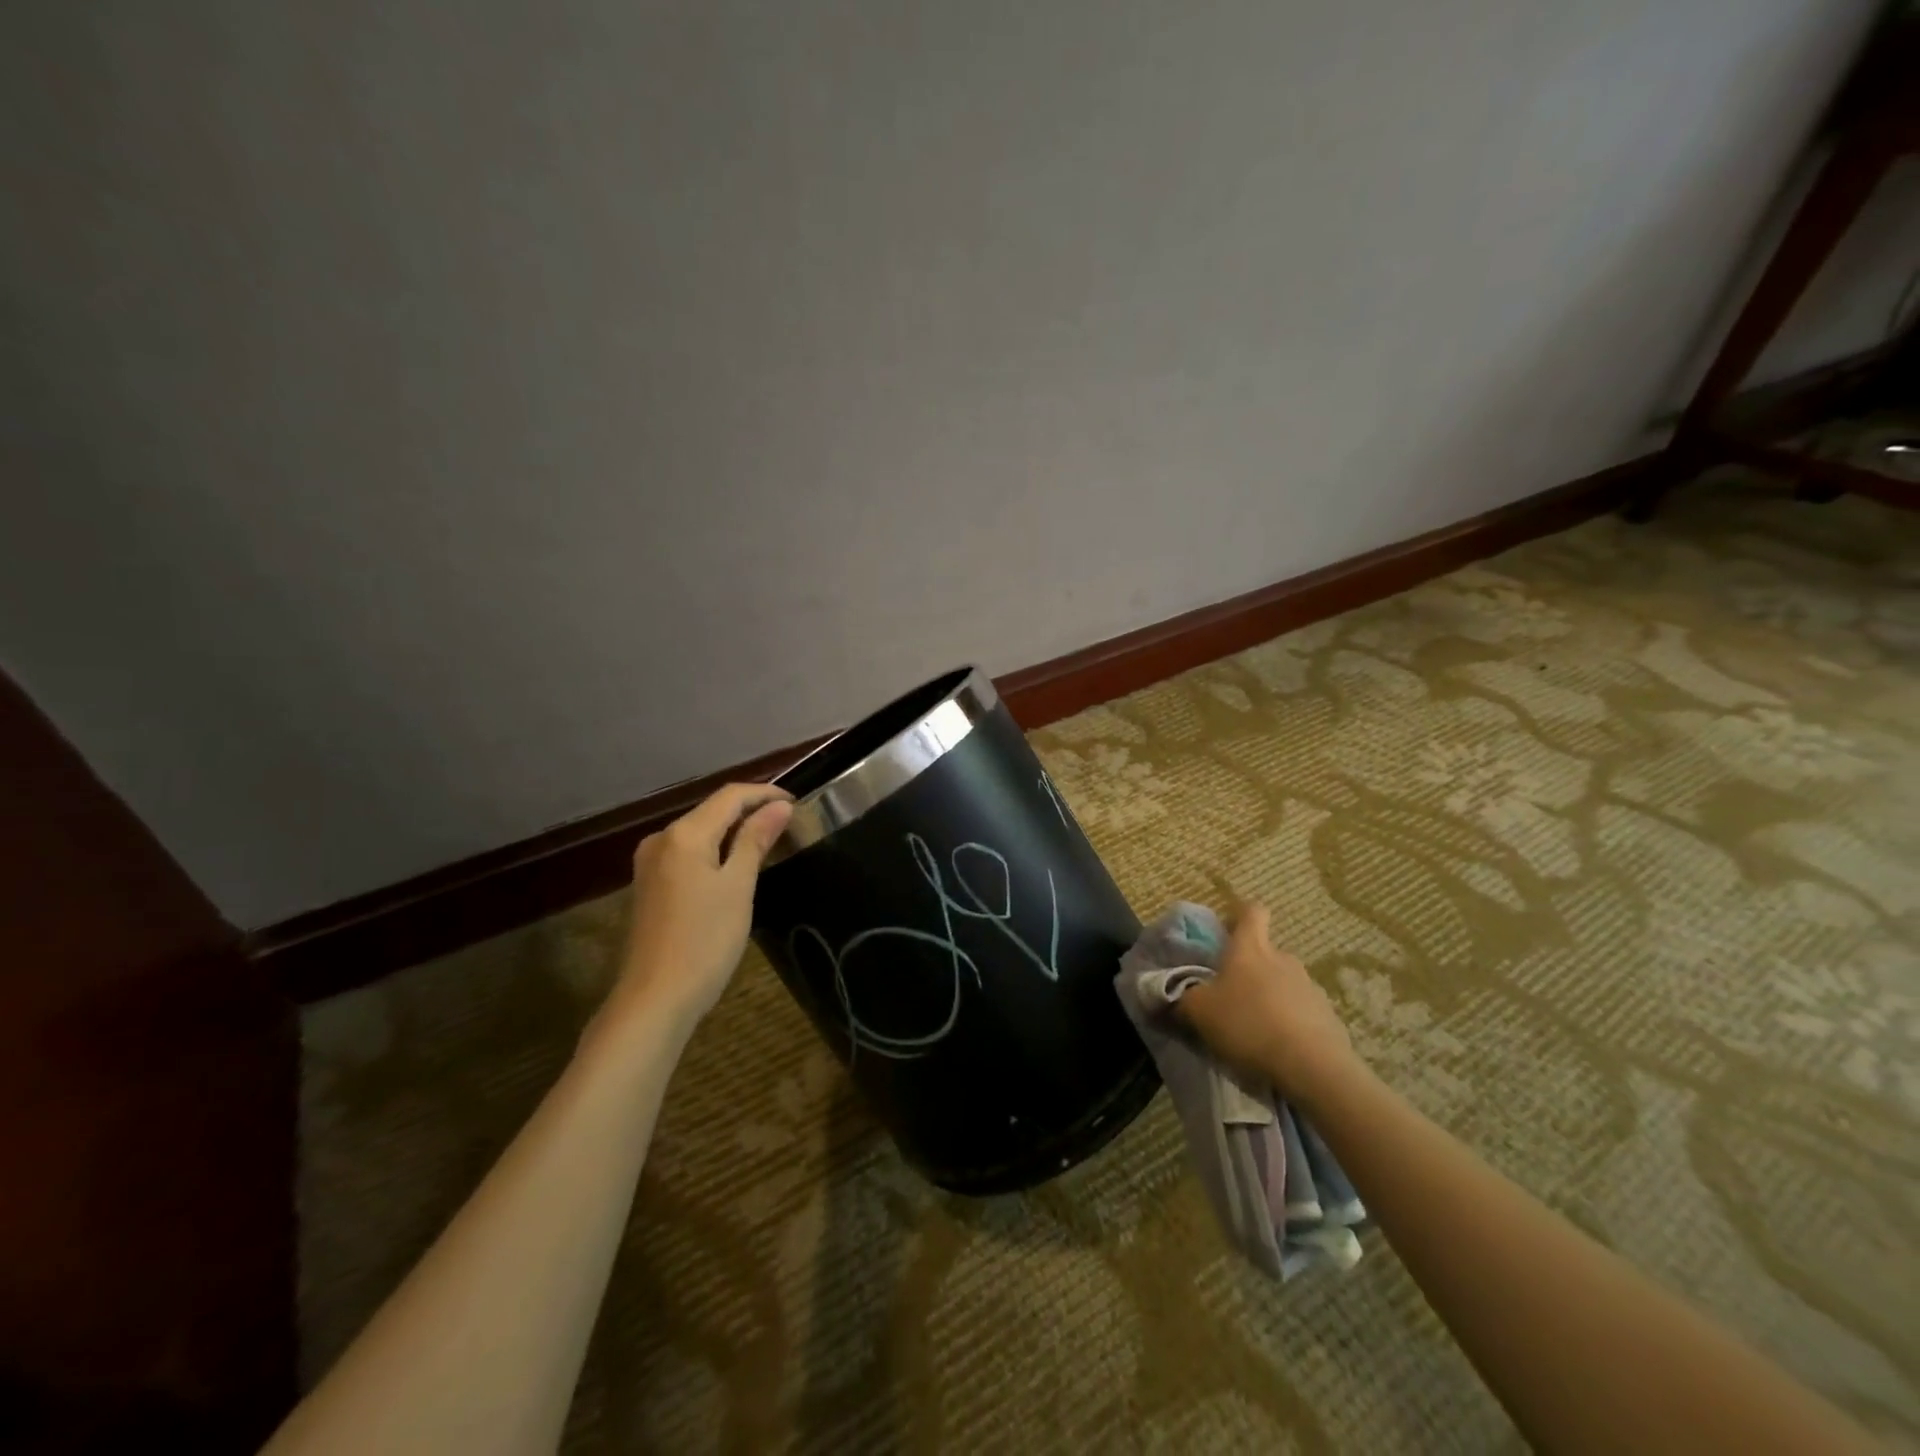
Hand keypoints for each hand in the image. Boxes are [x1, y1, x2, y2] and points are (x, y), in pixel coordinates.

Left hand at [610, 782, 793, 1034]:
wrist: (655, 999)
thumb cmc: (705, 940)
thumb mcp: (738, 887)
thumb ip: (756, 840)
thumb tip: (779, 806)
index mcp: (684, 834)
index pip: (730, 795)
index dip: (765, 793)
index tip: (797, 802)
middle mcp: (661, 839)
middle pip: (712, 810)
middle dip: (750, 810)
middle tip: (788, 822)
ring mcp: (651, 862)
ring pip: (700, 831)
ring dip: (733, 830)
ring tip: (769, 840)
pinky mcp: (650, 884)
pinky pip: (689, 852)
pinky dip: (715, 850)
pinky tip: (736, 864)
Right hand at [1177, 904, 1361, 1103]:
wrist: (1311, 1067)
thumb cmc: (1247, 1024)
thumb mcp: (1198, 1012)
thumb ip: (1179, 1000)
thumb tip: (1163, 997)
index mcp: (1251, 948)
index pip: (1251, 911)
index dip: (1239, 915)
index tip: (1227, 931)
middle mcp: (1283, 959)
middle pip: (1265, 952)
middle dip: (1249, 968)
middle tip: (1230, 994)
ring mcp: (1310, 987)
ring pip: (1284, 983)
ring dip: (1270, 997)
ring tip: (1255, 1028)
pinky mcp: (1328, 1017)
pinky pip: (1302, 1012)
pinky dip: (1290, 1023)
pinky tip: (1279, 1048)